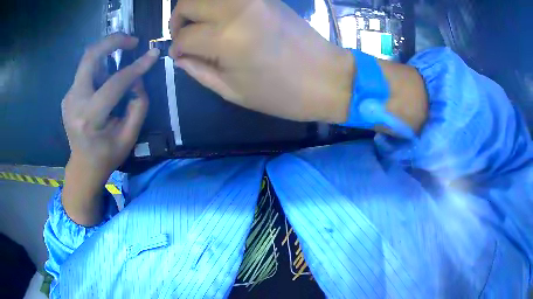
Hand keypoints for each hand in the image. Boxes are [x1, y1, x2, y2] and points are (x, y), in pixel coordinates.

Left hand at [62, 33, 159, 182]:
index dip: (136, 66)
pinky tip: (105, 82)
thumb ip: (138, 105)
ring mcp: (68, 97)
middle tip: (132, 41)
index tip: (153, 53)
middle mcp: (75, 102)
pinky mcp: (68, 95)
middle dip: (113, 41)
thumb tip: (137, 79)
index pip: (115, 83)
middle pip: (91, 56)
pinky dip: (99, 69)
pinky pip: (85, 73)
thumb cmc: (107, 155)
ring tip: (120, 65)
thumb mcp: (129, 136)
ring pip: (88, 61)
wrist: (83, 166)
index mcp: (90, 118)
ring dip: (106, 56)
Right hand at [169, 0, 353, 122]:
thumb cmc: (281, 94)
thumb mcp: (233, 91)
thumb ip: (199, 71)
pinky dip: (217, 3)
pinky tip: (219, 18)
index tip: (180, 55)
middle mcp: (235, 10)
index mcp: (226, 39)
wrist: (327, 78)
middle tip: (184, 36)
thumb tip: (180, 57)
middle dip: (178, 20)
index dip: (177, 48)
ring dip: (195, 7)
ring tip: (199, 25)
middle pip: (188, 3)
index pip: (184, 37)